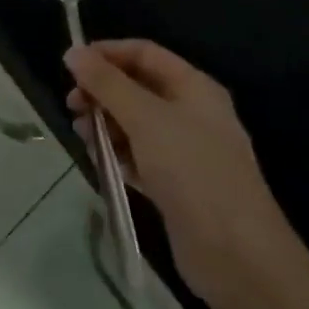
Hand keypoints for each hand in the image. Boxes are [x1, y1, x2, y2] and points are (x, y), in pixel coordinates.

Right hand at [65, 39, 304, 308]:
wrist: (238, 257)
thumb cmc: (192, 171)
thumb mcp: (144, 117)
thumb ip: (106, 83)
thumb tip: (72, 52)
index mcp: (194, 88)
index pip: (143, 53)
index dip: (107, 53)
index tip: (71, 65)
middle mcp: (191, 113)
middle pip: (137, 87)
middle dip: (102, 91)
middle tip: (72, 104)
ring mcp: (185, 151)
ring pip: (134, 122)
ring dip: (105, 122)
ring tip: (83, 135)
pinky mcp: (176, 184)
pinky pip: (139, 155)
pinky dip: (117, 152)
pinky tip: (99, 160)